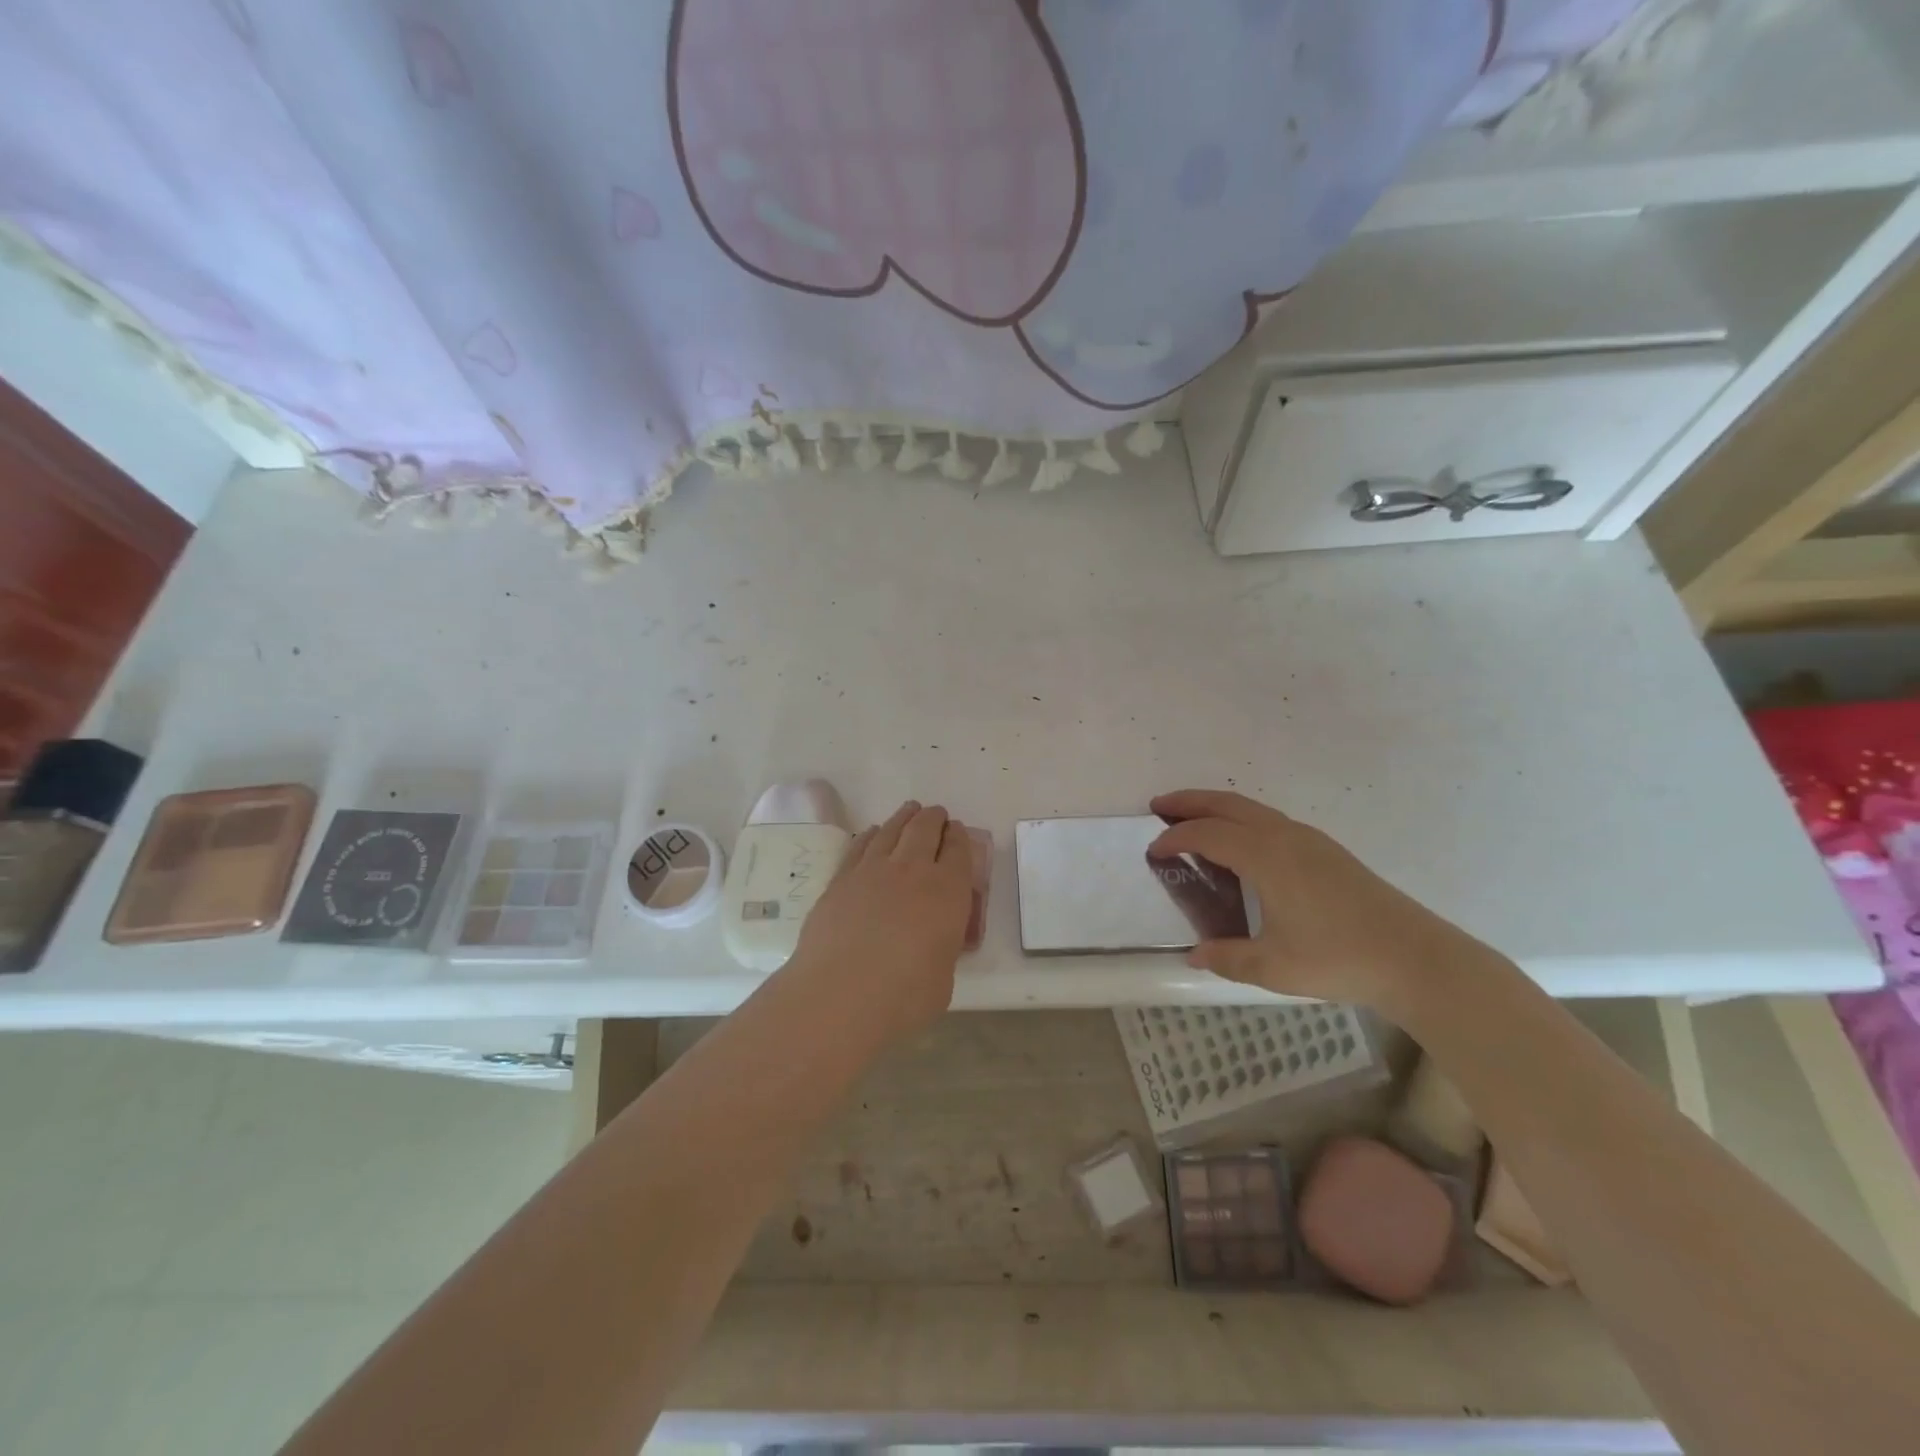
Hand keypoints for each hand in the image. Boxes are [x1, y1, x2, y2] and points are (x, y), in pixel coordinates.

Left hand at [784, 800, 974, 1042]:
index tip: (957, 832)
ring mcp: (872, 870)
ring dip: (905, 817)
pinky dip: (872, 835)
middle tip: (937, 816)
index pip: (959, 850)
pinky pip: (861, 845)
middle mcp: (913, 870)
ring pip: (892, 830)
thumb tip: (933, 944)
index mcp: (948, 891)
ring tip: (910, 811)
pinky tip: (874, 833)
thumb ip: (942, 950)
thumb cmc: (903, 997)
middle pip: (926, 829)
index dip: (959, 837)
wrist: (839, 994)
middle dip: (934, 819)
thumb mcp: (943, 978)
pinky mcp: (841, 879)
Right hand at [1148, 789, 1499, 1018]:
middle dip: (1189, 802)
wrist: (1415, 957)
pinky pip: (1269, 820)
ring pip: (1251, 808)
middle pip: (1226, 804)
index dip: (1175, 839)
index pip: (1206, 835)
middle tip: (1158, 806)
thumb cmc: (1338, 958)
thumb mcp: (1273, 966)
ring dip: (1216, 808)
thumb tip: (1194, 954)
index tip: (1153, 852)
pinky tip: (1240, 844)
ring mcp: (1308, 839)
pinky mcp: (1325, 849)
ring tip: (1192, 820)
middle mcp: (1283, 835)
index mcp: (1265, 856)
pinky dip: (1241, 819)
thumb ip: (1227, 957)